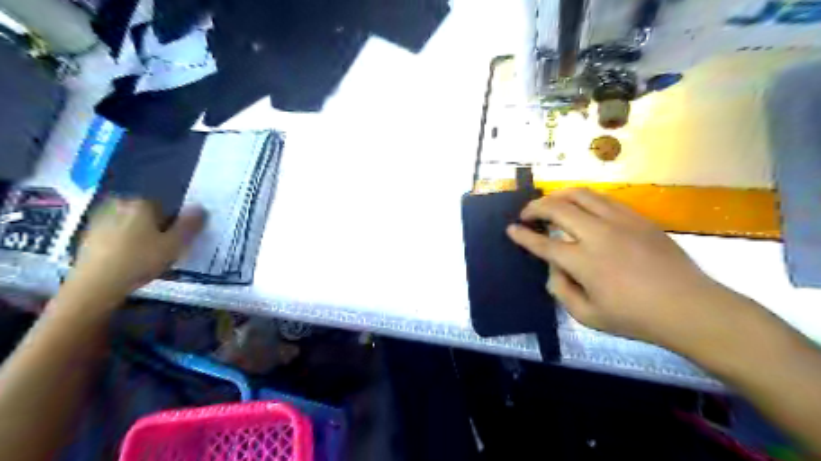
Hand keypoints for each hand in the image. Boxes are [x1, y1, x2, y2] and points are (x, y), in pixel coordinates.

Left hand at [69, 198, 206, 303]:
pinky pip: (115, 237)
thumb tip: (200, 208)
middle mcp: (118, 205)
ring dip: (139, 238)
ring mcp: (99, 220)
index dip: (173, 225)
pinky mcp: (87, 237)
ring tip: (146, 259)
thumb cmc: (141, 260)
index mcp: (141, 203)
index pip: (166, 208)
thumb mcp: (175, 244)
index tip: (175, 242)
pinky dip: (123, 246)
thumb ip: (190, 224)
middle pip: (146, 216)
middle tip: (162, 251)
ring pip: (130, 226)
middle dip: (155, 229)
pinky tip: (128, 263)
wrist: (95, 285)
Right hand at [508, 188, 722, 344]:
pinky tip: (581, 206)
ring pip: (580, 194)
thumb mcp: (588, 316)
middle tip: (526, 214)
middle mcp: (597, 234)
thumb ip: (561, 291)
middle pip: (557, 209)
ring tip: (549, 202)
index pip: (543, 243)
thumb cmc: (635, 318)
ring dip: (558, 195)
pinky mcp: (637, 217)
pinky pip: (603, 198)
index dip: (523, 236)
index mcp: (583, 262)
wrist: (690, 307)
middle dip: (535, 208)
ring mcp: (619, 221)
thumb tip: (554, 268)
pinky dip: (584, 198)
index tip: (511, 229)